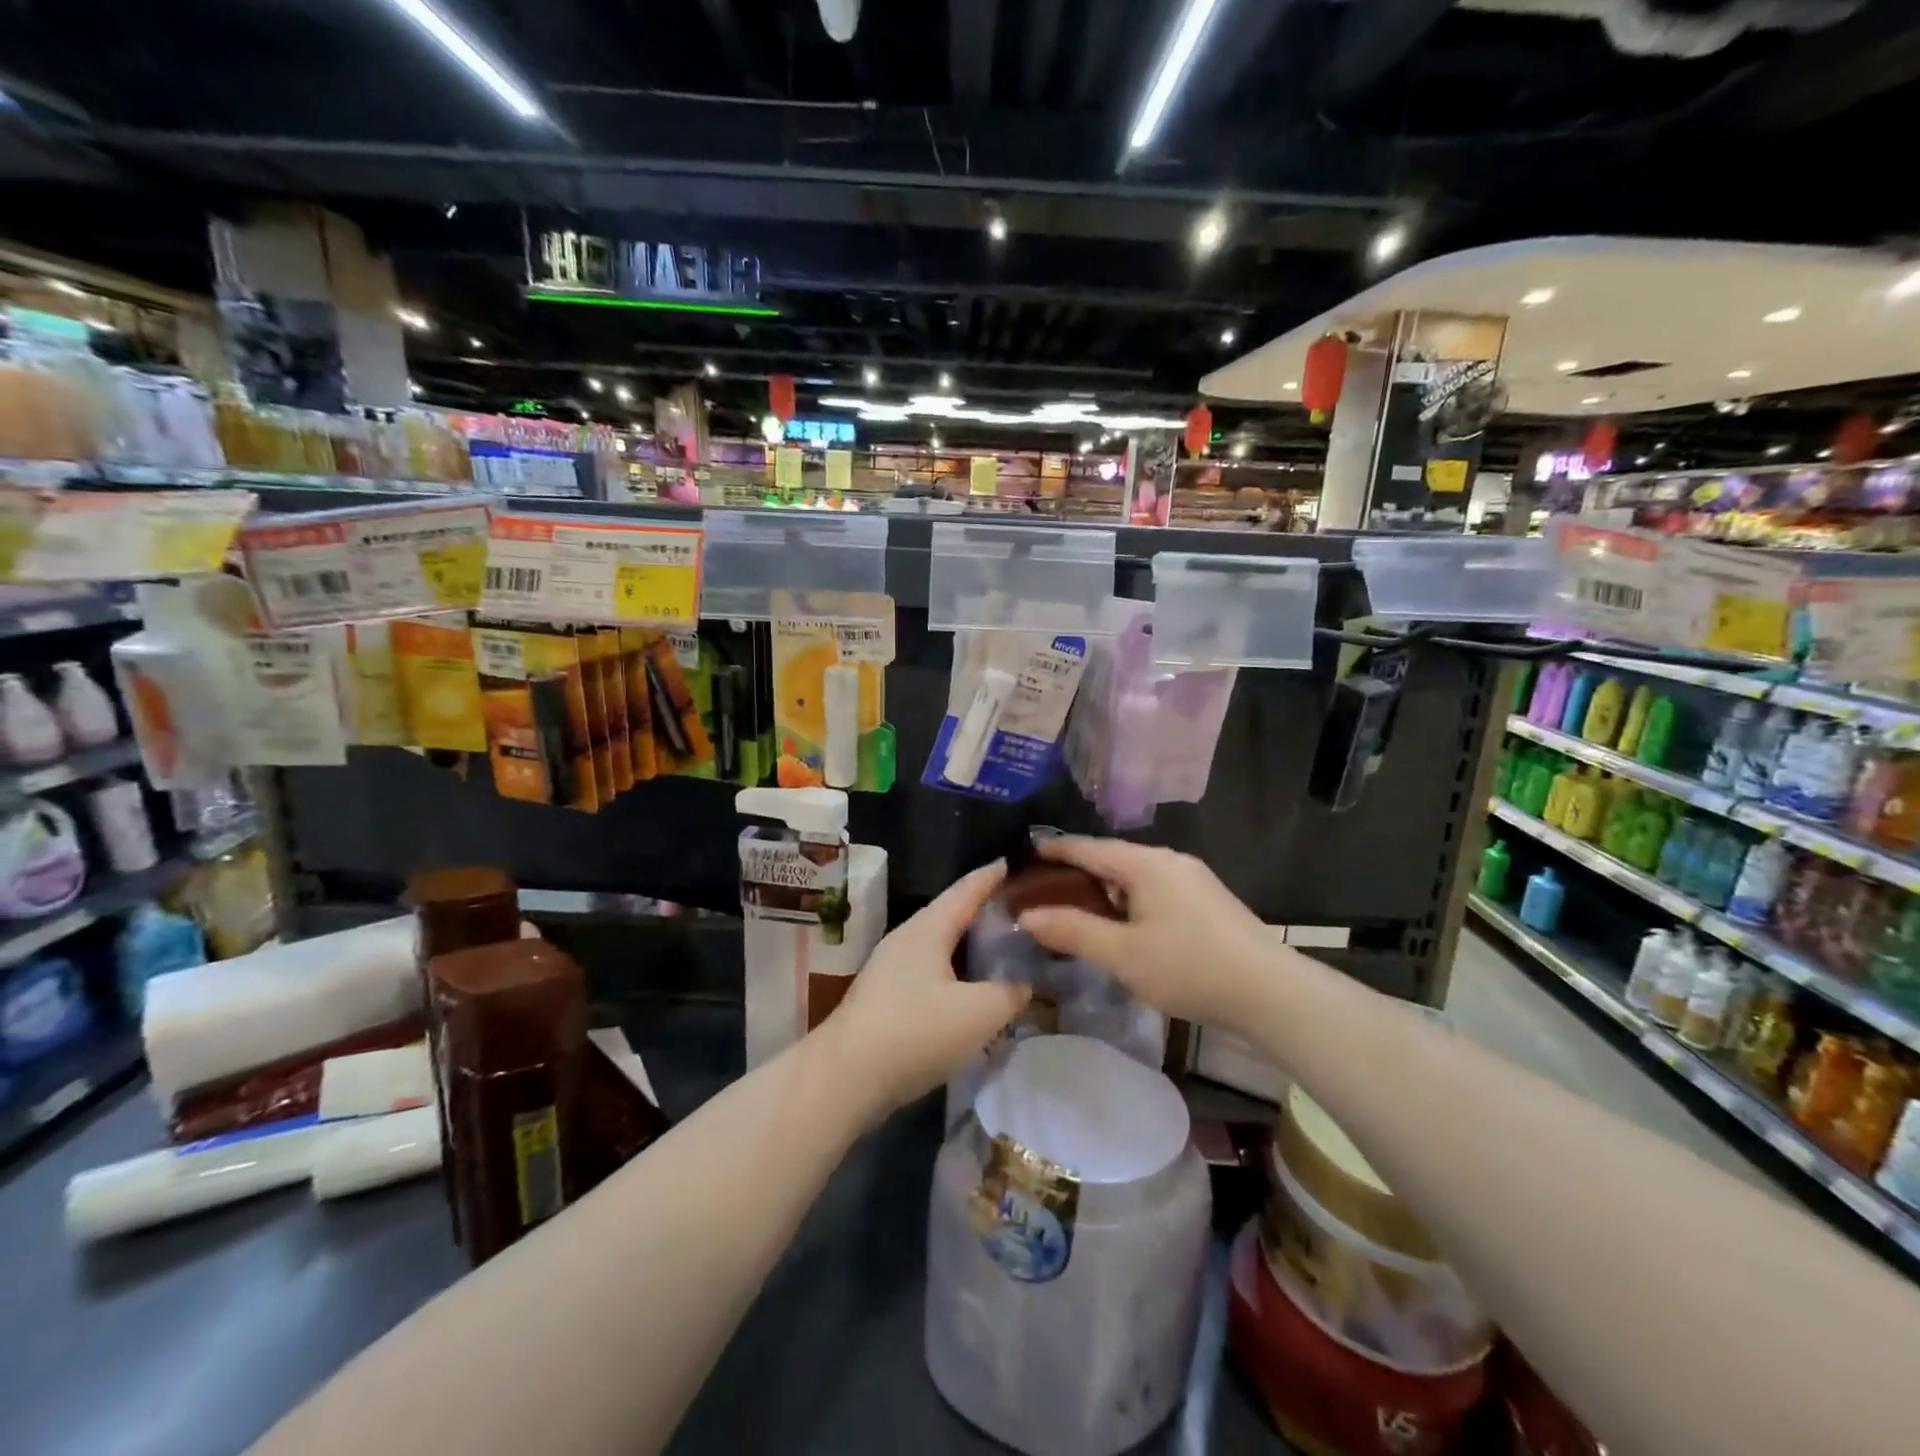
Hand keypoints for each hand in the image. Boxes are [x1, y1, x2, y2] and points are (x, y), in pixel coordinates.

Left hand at [818, 862, 1029, 1115]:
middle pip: (949, 913)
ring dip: (966, 939)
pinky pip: (928, 968)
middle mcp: (906, 939)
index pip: (965, 890)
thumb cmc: (914, 1032)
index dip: (990, 876)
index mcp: (927, 929)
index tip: (1011, 860)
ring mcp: (890, 967)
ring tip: (996, 943)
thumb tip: (1024, 983)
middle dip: (980, 907)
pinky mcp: (884, 997)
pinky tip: (967, 985)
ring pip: (937, 942)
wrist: (844, 1077)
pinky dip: (953, 967)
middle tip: (1015, 905)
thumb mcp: (978, 1013)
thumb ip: (1010, 993)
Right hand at [1016, 837, 1274, 1034]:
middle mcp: (1169, 860)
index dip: (1055, 850)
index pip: (1089, 848)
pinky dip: (1130, 899)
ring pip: (1136, 875)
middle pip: (1113, 858)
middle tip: (1046, 889)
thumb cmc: (1188, 967)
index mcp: (1145, 863)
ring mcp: (1193, 879)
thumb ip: (1072, 931)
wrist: (1270, 991)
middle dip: (1079, 871)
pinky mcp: (1208, 900)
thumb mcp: (1122, 954)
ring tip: (1079, 908)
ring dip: (1106, 888)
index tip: (1027, 853)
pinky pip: (1156, 888)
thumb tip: (1026, 916)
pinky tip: (1125, 924)